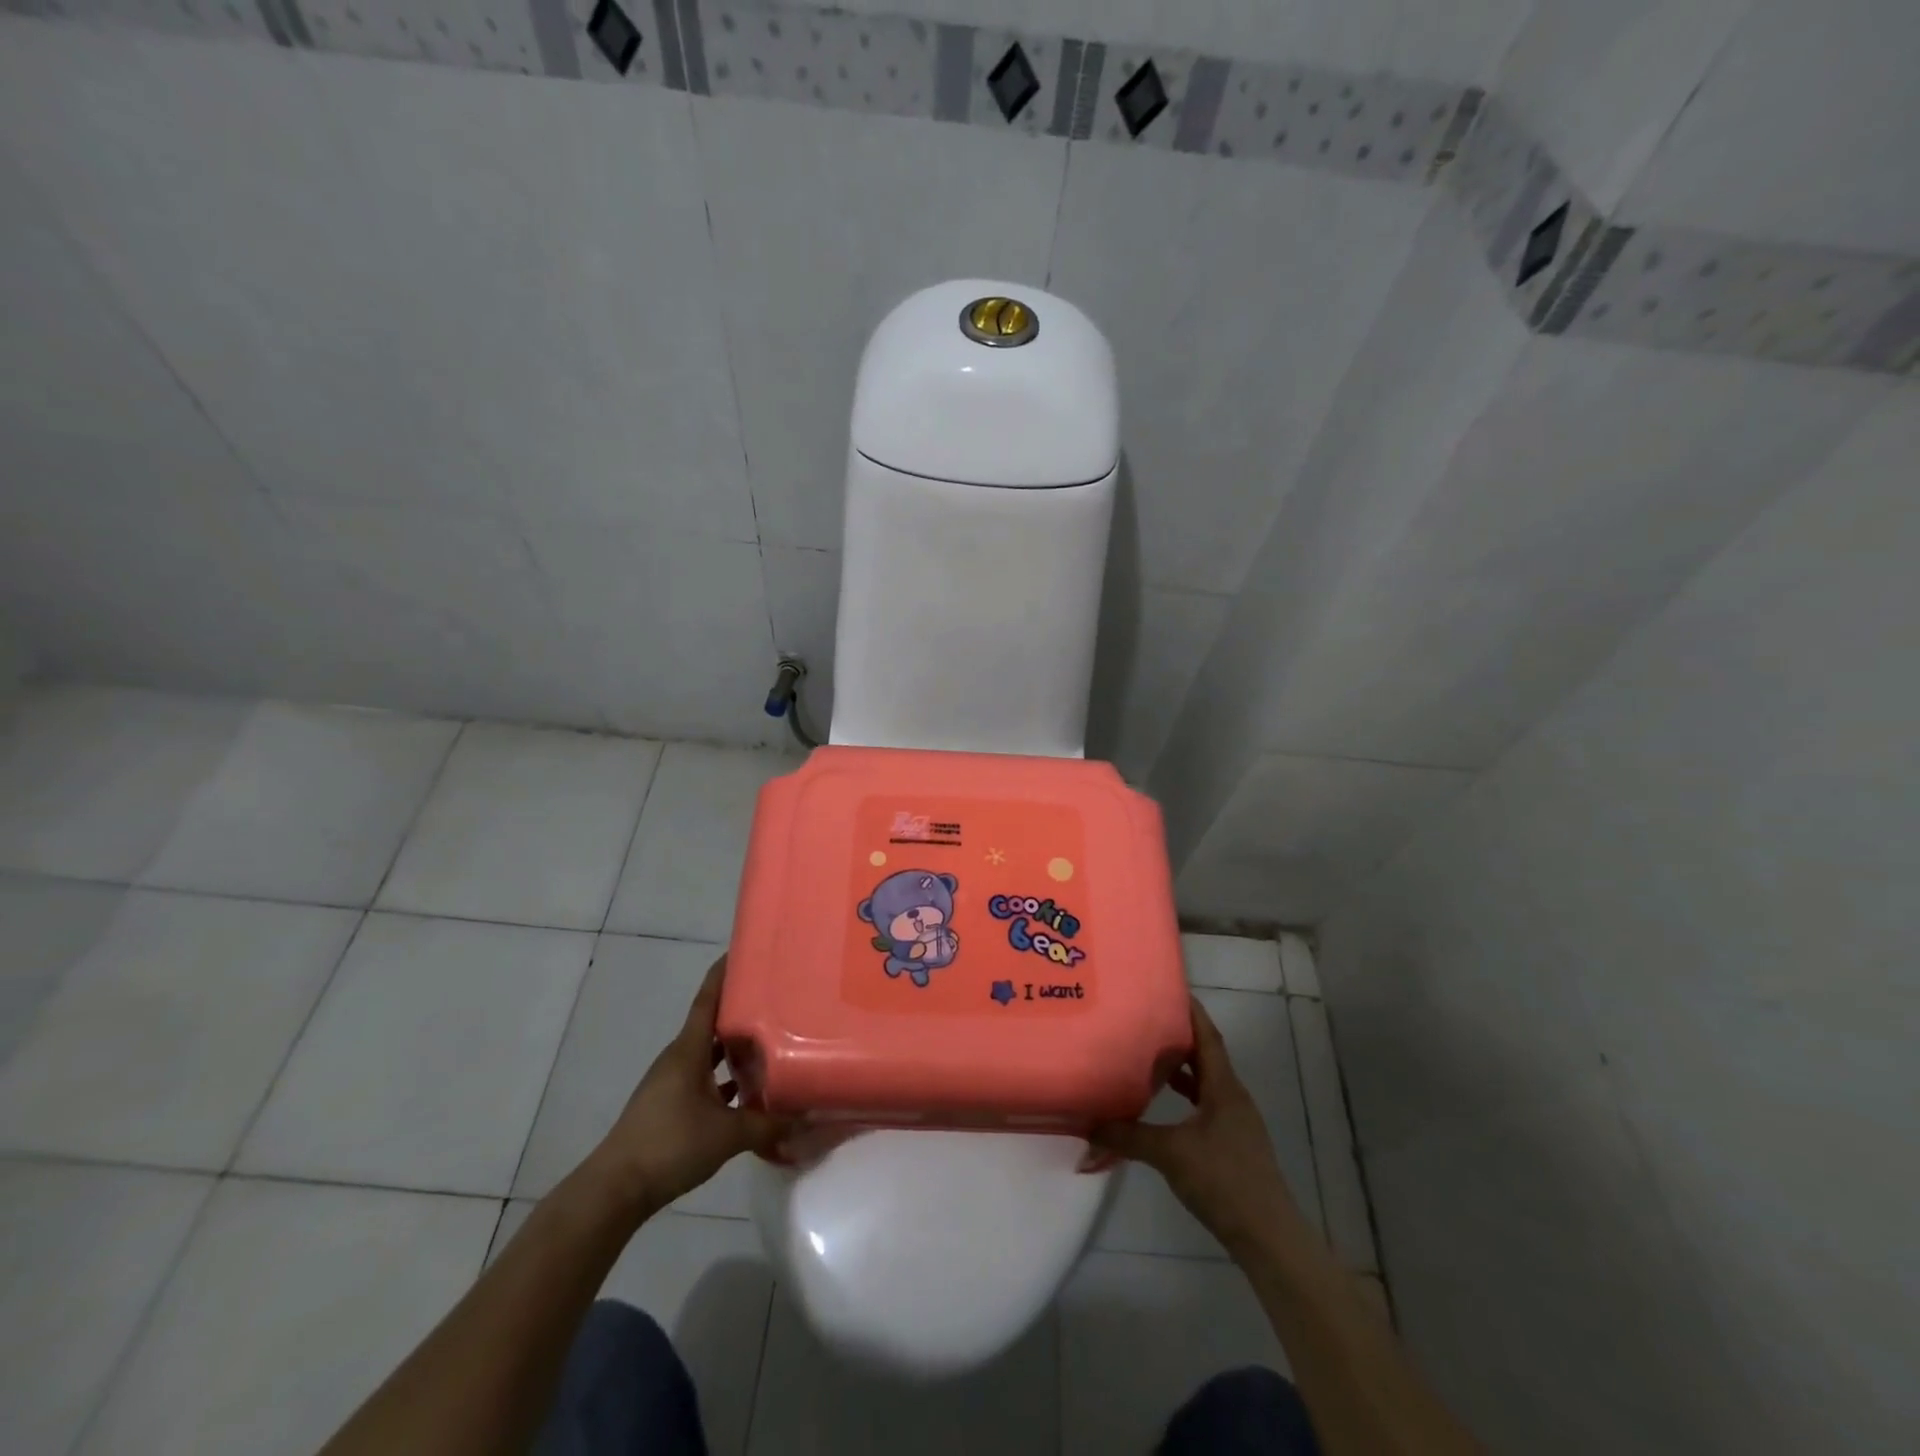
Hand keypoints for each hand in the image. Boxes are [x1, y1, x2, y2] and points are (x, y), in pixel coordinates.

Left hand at [589, 955, 787, 1212]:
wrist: (615, 1190)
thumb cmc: (670, 1144)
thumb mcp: (727, 1134)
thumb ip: (768, 1124)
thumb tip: (806, 1116)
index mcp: (688, 1050)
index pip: (708, 999)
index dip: (724, 973)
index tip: (744, 950)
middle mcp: (679, 1058)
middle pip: (712, 1022)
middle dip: (740, 1008)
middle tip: (775, 996)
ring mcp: (672, 1083)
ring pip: (709, 1053)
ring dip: (734, 1046)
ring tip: (771, 1039)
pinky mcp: (670, 1106)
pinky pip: (704, 1079)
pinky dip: (725, 1078)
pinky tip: (748, 1090)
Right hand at [1091, 997, 1303, 1259]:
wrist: (1267, 1237)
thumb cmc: (1223, 1180)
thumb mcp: (1169, 1153)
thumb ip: (1127, 1136)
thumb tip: (1087, 1126)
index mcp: (1224, 1088)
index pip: (1208, 1037)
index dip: (1191, 1012)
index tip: (1170, 989)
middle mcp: (1233, 1098)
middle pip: (1206, 1056)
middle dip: (1179, 1037)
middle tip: (1146, 1019)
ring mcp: (1235, 1123)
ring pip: (1205, 1083)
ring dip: (1181, 1069)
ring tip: (1148, 1056)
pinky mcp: (1232, 1145)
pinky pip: (1205, 1106)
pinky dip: (1184, 1098)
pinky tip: (1162, 1106)